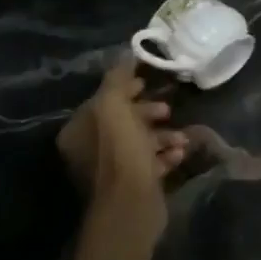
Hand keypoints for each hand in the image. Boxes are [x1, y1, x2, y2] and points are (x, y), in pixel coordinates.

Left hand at [57, 59, 187, 243]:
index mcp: (78, 131)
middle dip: (148, 112)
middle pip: (122, 121)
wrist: (131, 206)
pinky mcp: (131, 186)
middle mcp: (88, 150)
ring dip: (163, 136)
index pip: (101, 101)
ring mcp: (109, 170)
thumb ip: (117, 79)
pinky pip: (150, 163)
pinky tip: (179, 154)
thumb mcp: (115, 107)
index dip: (125, 89)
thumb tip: (125, 54)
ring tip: (181, 138)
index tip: (147, 83)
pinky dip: (165, 156)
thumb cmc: (121, 152)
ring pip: (139, 142)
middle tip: (168, 110)